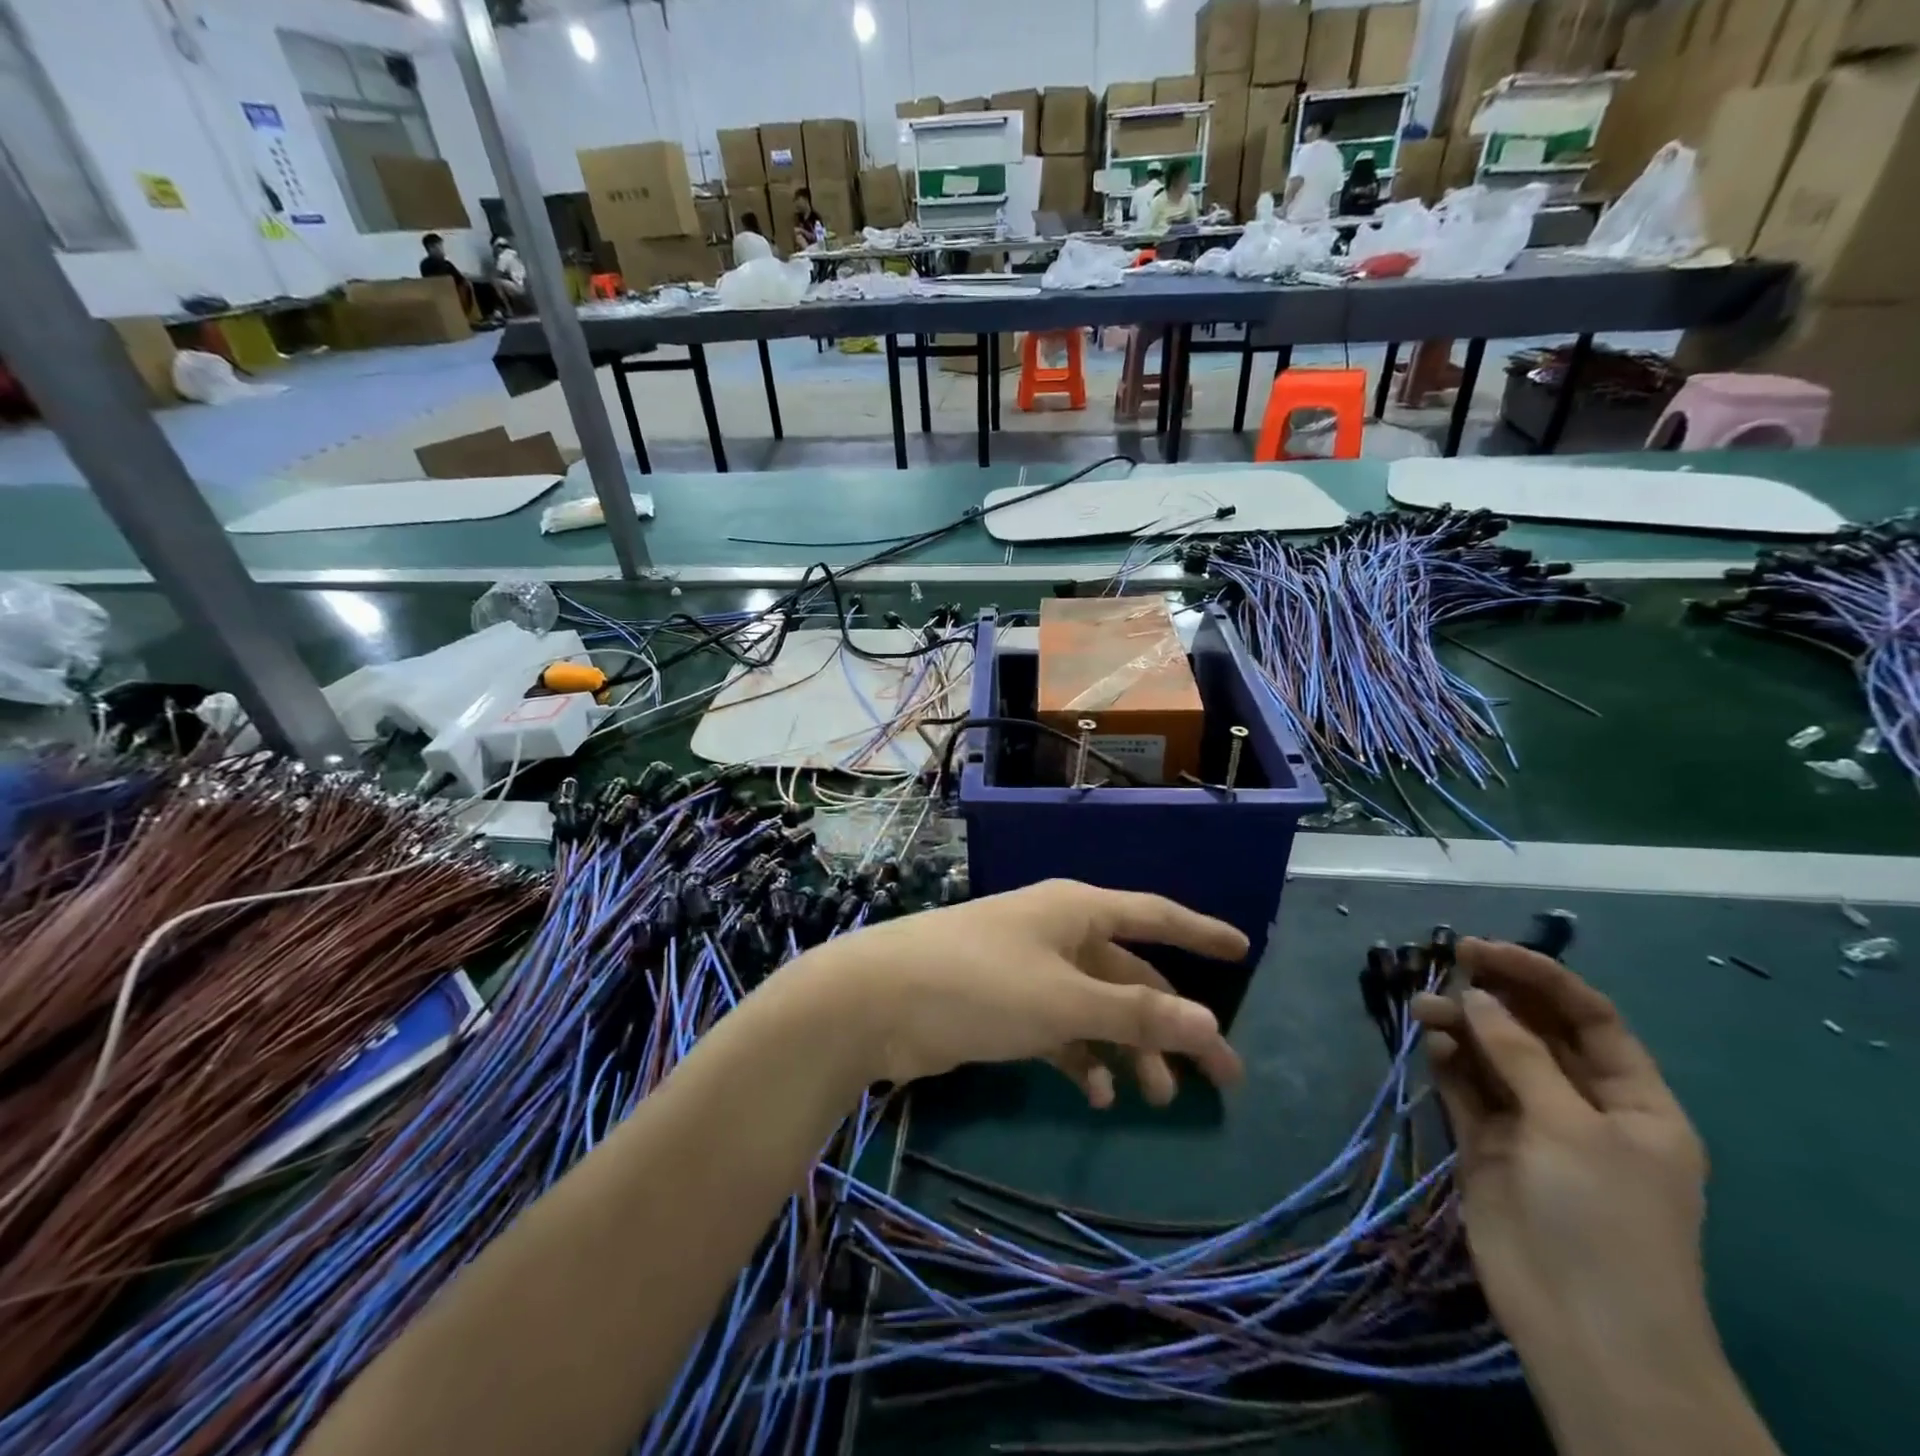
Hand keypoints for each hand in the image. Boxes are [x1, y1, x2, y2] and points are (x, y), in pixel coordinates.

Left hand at [797, 880, 1247, 1104]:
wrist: (878, 1001)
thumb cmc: (979, 984)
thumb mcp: (1064, 1001)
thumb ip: (1134, 1015)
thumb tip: (1209, 1024)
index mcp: (1076, 911)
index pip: (1153, 915)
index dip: (1199, 932)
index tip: (1242, 950)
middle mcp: (1057, 932)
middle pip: (1130, 976)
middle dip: (1171, 1023)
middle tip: (1218, 1079)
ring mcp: (1028, 969)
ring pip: (1096, 1007)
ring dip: (1127, 1048)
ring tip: (1154, 1098)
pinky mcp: (1003, 1005)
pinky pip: (1059, 1029)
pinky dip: (1081, 1057)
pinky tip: (1095, 1093)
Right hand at [1411, 941, 1711, 1372]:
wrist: (1583, 1326)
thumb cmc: (1603, 1218)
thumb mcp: (1573, 1127)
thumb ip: (1518, 1054)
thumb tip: (1474, 996)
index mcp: (1633, 1101)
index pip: (1588, 1018)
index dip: (1539, 977)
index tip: (1483, 950)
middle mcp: (1582, 1105)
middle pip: (1535, 1032)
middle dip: (1494, 997)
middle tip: (1446, 965)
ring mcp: (1531, 1126)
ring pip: (1493, 1056)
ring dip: (1462, 1027)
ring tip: (1424, 1009)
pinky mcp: (1487, 1145)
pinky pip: (1466, 1090)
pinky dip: (1449, 1063)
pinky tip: (1431, 1046)